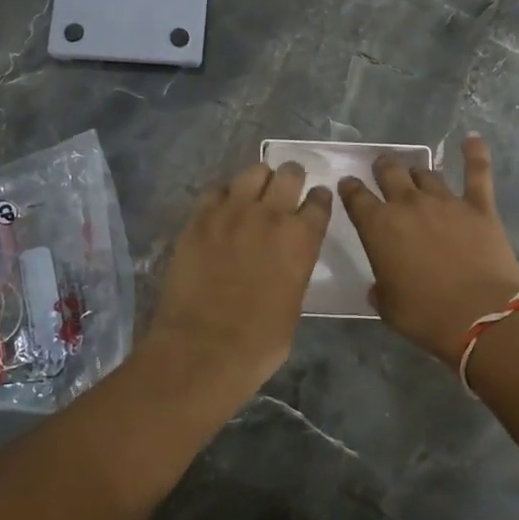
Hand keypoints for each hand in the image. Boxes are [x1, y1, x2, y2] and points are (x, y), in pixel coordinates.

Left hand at [146, 162, 332, 392]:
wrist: (204, 347)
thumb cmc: (259, 341)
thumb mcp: (294, 303)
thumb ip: (294, 269)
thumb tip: (285, 260)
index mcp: (302, 239)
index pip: (319, 202)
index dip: (318, 200)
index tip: (315, 201)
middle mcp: (271, 215)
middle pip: (289, 175)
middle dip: (291, 179)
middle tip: (286, 189)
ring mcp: (232, 212)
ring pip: (253, 172)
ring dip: (259, 180)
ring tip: (254, 193)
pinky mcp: (199, 218)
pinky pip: (216, 190)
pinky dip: (224, 195)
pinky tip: (222, 208)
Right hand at [338, 135, 518, 367]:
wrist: (480, 318)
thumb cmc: (425, 316)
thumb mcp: (388, 306)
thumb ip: (381, 287)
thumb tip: (381, 286)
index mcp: (378, 227)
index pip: (356, 197)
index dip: (350, 189)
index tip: (348, 185)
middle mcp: (408, 205)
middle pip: (389, 172)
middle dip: (383, 167)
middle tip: (382, 168)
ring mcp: (445, 201)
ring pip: (426, 173)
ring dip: (417, 171)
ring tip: (416, 172)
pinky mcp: (479, 206)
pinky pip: (477, 172)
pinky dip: (475, 153)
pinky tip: (472, 138)